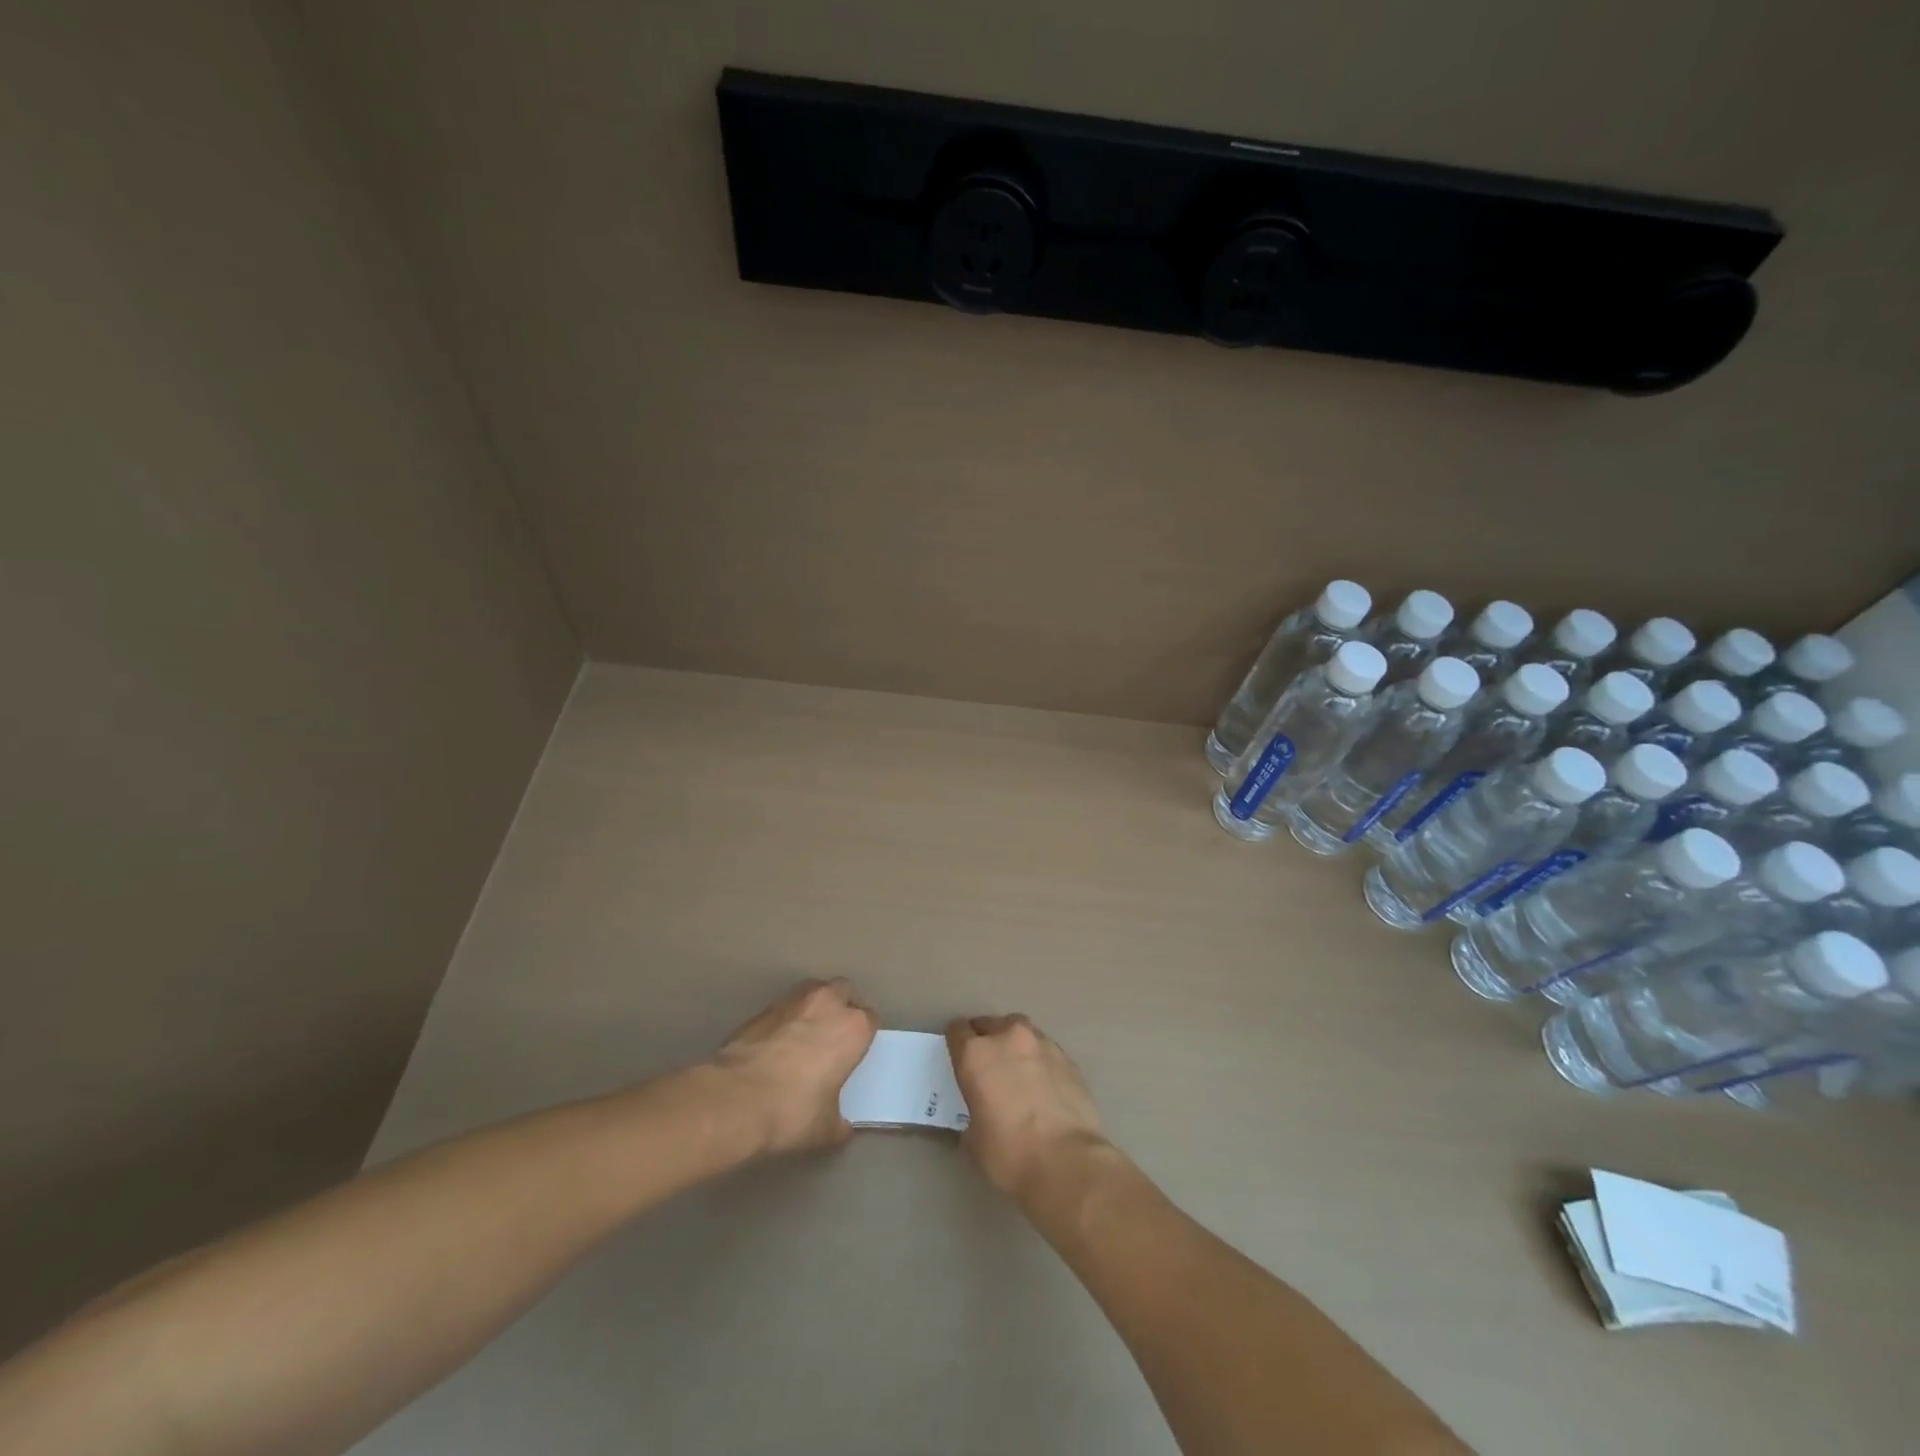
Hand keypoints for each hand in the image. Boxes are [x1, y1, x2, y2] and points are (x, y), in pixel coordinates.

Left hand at [713, 979, 877, 1156]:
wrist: (736, 1099)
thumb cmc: (793, 1111)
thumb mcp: (825, 1129)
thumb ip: (839, 1122)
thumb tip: (841, 1127)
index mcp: (853, 1028)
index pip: (870, 1019)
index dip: (862, 1036)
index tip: (854, 1052)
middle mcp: (827, 1004)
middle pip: (844, 992)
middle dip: (842, 1008)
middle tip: (833, 1036)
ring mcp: (793, 1001)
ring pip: (814, 991)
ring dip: (814, 1007)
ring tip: (804, 1035)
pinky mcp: (762, 1008)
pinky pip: (784, 1006)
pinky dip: (786, 1019)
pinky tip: (776, 1044)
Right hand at [945, 1014, 1108, 1198]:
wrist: (1068, 1162)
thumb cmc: (1010, 1154)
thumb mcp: (973, 1141)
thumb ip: (972, 1114)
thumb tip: (981, 1115)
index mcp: (976, 1055)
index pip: (957, 1031)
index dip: (956, 1042)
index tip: (958, 1055)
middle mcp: (1007, 1038)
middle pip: (989, 1024)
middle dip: (986, 1039)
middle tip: (988, 1064)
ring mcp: (1041, 1044)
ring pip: (1020, 1030)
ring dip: (1014, 1044)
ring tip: (1017, 1069)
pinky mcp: (1068, 1058)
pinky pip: (1045, 1050)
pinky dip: (1039, 1060)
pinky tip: (1043, 1084)